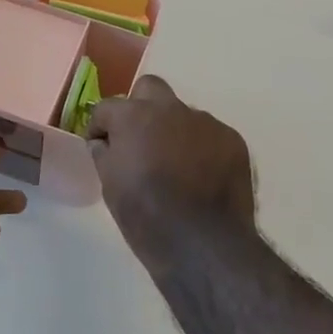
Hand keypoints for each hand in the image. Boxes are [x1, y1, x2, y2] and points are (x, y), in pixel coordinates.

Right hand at [86, 77, 255, 269]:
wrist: (204, 245)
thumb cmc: (146, 216)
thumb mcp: (110, 187)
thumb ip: (104, 155)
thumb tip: (103, 142)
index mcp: (134, 116)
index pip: (106, 107)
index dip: (100, 126)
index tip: (100, 146)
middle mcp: (170, 109)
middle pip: (149, 89)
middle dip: (139, 107)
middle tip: (138, 140)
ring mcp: (205, 122)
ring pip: (182, 114)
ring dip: (173, 131)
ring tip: (175, 167)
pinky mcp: (232, 140)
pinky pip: (209, 135)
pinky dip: (200, 148)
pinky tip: (200, 177)